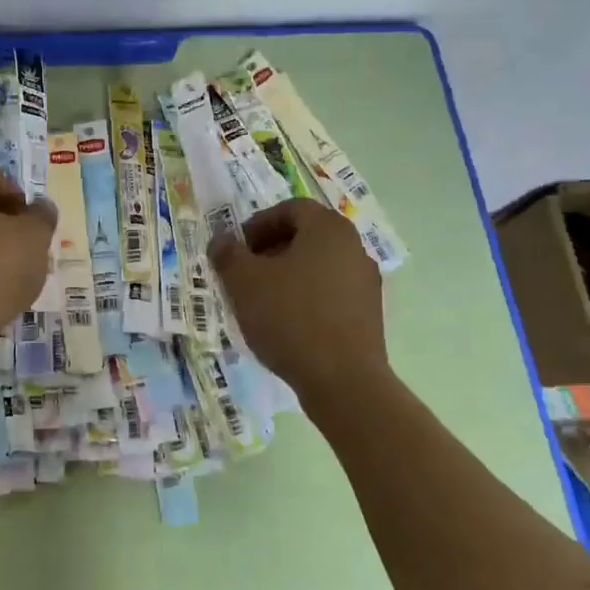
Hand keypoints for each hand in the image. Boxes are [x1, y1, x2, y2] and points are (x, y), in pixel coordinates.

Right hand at [208, 198, 388, 395]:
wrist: (343, 381)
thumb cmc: (290, 318)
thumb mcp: (244, 282)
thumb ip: (228, 254)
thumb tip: (221, 240)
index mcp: (328, 229)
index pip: (290, 209)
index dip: (258, 224)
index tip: (237, 250)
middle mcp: (353, 247)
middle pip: (306, 236)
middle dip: (271, 250)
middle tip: (245, 274)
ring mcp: (366, 281)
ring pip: (319, 265)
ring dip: (288, 275)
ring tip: (262, 302)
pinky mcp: (369, 314)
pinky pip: (331, 292)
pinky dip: (307, 298)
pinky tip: (287, 324)